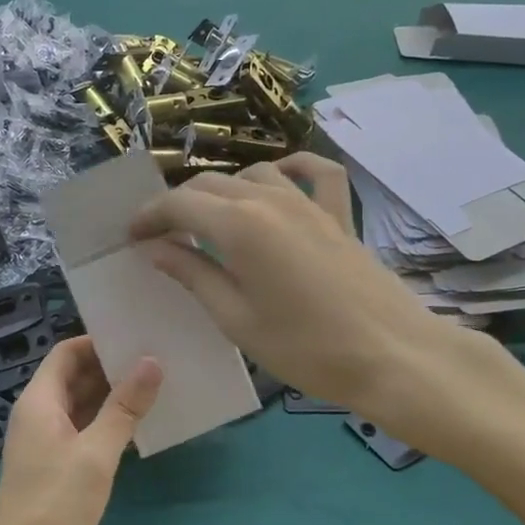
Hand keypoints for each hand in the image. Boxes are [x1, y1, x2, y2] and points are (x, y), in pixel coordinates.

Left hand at [0, 337, 160, 524]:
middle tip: (156, 361)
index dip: (97, 342)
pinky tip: (139, 428)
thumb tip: (151, 362)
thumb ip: (124, 407)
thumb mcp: (96, 453)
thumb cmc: (56, 506)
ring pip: (81, 406)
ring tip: (156, 388)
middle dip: (111, 368)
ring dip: (112, 397)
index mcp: (38, 402)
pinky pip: (84, 432)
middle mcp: (39, 416)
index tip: (136, 339)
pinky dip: (107, 425)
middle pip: (74, 377)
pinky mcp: (56, 468)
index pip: (66, 353)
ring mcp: (46, 443)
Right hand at [129, 153, 474, 410]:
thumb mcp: (236, 319)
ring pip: (252, 175)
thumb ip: (193, 275)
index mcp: (239, 225)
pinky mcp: (338, 214)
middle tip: (160, 236)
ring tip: (209, 222)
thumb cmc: (306, 348)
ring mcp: (309, 202)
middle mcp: (270, 199)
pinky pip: (314, 173)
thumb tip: (156, 248)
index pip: (179, 204)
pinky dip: (290, 169)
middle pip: (209, 185)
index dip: (149, 216)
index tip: (131, 236)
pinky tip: (278, 182)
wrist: (393, 355)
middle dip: (177, 205)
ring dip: (222, 192)